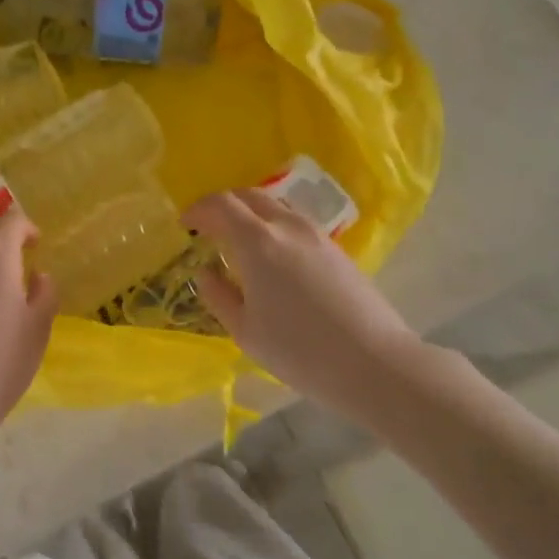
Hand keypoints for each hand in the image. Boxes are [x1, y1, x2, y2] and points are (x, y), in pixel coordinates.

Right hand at [184, 189, 421, 412]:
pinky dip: (273, 225)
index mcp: (258, 242)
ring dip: (251, 213)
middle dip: (223, 205)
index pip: (221, 205)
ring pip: (275, 205)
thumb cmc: (299, 351)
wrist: (373, 362)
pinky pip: (295, 222)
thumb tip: (206, 272)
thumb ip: (218, 296)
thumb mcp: (245, 331)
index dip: (198, 209)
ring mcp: (316, 234)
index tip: (185, 224)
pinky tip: (272, 256)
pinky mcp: (336, 248)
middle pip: (249, 196)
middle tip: (208, 227)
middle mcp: (287, 226)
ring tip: (239, 241)